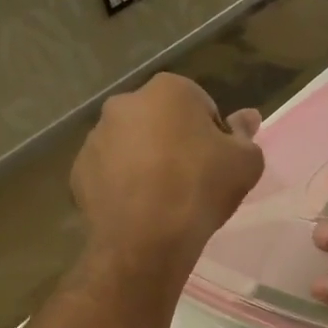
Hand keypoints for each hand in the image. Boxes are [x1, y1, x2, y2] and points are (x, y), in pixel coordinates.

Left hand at [71, 74, 263, 273]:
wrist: (147, 238)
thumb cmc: (201, 188)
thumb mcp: (245, 163)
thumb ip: (246, 135)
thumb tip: (247, 117)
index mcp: (169, 90)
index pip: (201, 105)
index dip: (213, 135)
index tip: (217, 163)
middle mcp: (126, 103)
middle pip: (161, 121)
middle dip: (175, 143)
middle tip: (192, 180)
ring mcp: (96, 136)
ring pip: (132, 145)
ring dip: (147, 162)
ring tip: (164, 198)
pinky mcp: (79, 170)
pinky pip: (110, 172)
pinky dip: (123, 184)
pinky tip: (140, 209)